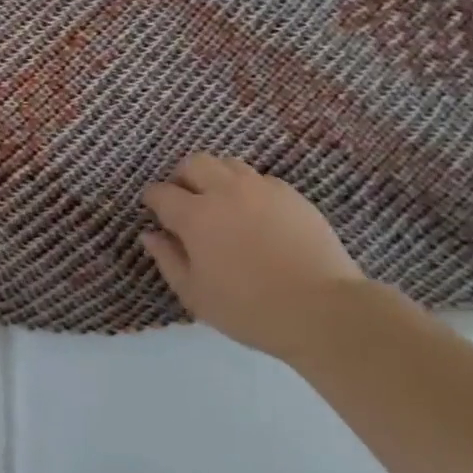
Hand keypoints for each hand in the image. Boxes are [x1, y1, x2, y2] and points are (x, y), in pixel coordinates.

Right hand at [141, 153, 368, 363]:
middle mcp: (225, 191)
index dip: (152, 199)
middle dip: (182, 177)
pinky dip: (247, 190)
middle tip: (185, 201)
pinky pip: (259, 179)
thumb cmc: (248, 308)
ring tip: (220, 204)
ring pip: (228, 164)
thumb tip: (151, 234)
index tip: (153, 210)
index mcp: (195, 216)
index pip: (161, 192)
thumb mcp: (195, 294)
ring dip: (215, 177)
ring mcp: (262, 189)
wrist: (321, 309)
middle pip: (194, 163)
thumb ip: (168, 259)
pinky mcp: (291, 195)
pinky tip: (254, 215)